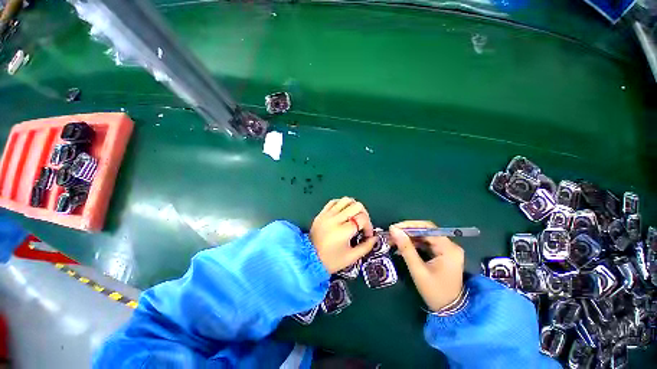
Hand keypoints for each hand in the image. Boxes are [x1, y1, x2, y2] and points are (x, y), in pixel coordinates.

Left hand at [310, 197, 377, 272]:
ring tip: (354, 216)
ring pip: (345, 200)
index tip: (367, 235)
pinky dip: (341, 204)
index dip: (369, 226)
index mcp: (343, 231)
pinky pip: (334, 201)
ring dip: (353, 206)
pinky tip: (343, 212)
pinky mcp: (321, 213)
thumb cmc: (331, 260)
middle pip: (356, 205)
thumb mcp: (351, 257)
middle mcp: (335, 219)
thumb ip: (366, 247)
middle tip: (362, 224)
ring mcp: (327, 214)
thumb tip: (375, 238)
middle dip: (364, 214)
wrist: (308, 258)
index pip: (362, 219)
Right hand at [388, 220, 464, 311]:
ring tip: (394, 239)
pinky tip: (403, 246)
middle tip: (392, 234)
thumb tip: (393, 230)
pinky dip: (414, 243)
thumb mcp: (417, 270)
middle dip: (408, 231)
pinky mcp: (443, 253)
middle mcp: (451, 246)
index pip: (428, 228)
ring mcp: (447, 249)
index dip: (409, 225)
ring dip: (409, 237)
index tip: (394, 228)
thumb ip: (405, 248)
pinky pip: (426, 243)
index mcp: (448, 249)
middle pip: (426, 231)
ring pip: (425, 236)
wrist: (450, 311)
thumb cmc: (434, 292)